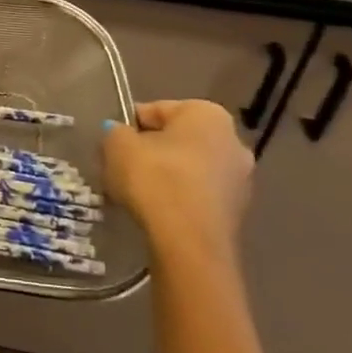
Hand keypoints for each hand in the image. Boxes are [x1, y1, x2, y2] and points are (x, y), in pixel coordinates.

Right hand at [103, 100, 254, 263]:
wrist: (189, 242)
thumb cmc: (154, 179)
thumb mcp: (117, 146)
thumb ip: (115, 132)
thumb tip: (120, 134)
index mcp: (207, 114)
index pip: (155, 110)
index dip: (127, 125)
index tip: (110, 145)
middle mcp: (233, 140)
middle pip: (176, 139)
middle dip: (149, 151)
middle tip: (120, 168)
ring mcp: (241, 178)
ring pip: (188, 168)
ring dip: (164, 175)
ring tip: (134, 193)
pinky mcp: (237, 210)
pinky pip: (197, 193)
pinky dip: (177, 197)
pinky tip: (156, 211)